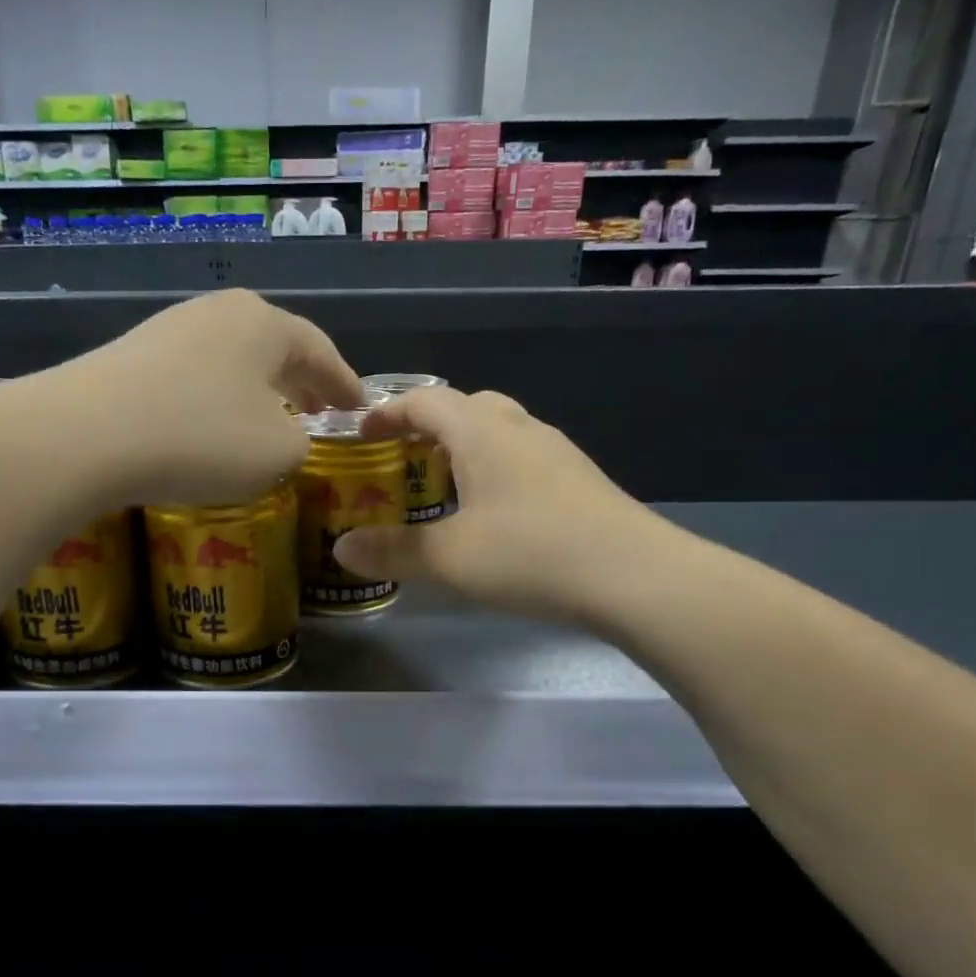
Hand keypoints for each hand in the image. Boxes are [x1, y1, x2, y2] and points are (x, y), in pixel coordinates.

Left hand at [51, 290, 366, 505]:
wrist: (86, 436)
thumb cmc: (202, 438)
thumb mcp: (278, 452)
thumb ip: (300, 442)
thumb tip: (284, 435)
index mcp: (263, 324)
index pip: (319, 351)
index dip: (344, 383)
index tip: (360, 406)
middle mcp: (217, 313)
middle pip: (274, 347)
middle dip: (301, 381)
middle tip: (319, 410)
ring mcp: (169, 330)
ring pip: (232, 361)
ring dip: (257, 390)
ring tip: (270, 418)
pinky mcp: (132, 357)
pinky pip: (195, 377)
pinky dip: (217, 400)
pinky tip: (213, 426)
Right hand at [333, 387, 673, 622]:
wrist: (634, 575)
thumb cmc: (530, 554)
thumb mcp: (449, 558)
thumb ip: (392, 550)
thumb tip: (341, 549)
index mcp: (481, 432)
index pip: (425, 401)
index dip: (388, 412)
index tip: (362, 432)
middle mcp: (519, 428)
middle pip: (466, 407)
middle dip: (428, 426)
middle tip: (403, 459)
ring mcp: (556, 452)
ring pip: (500, 431)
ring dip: (465, 447)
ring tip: (443, 486)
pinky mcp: (579, 479)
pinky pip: (523, 457)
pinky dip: (495, 469)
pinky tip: (494, 512)